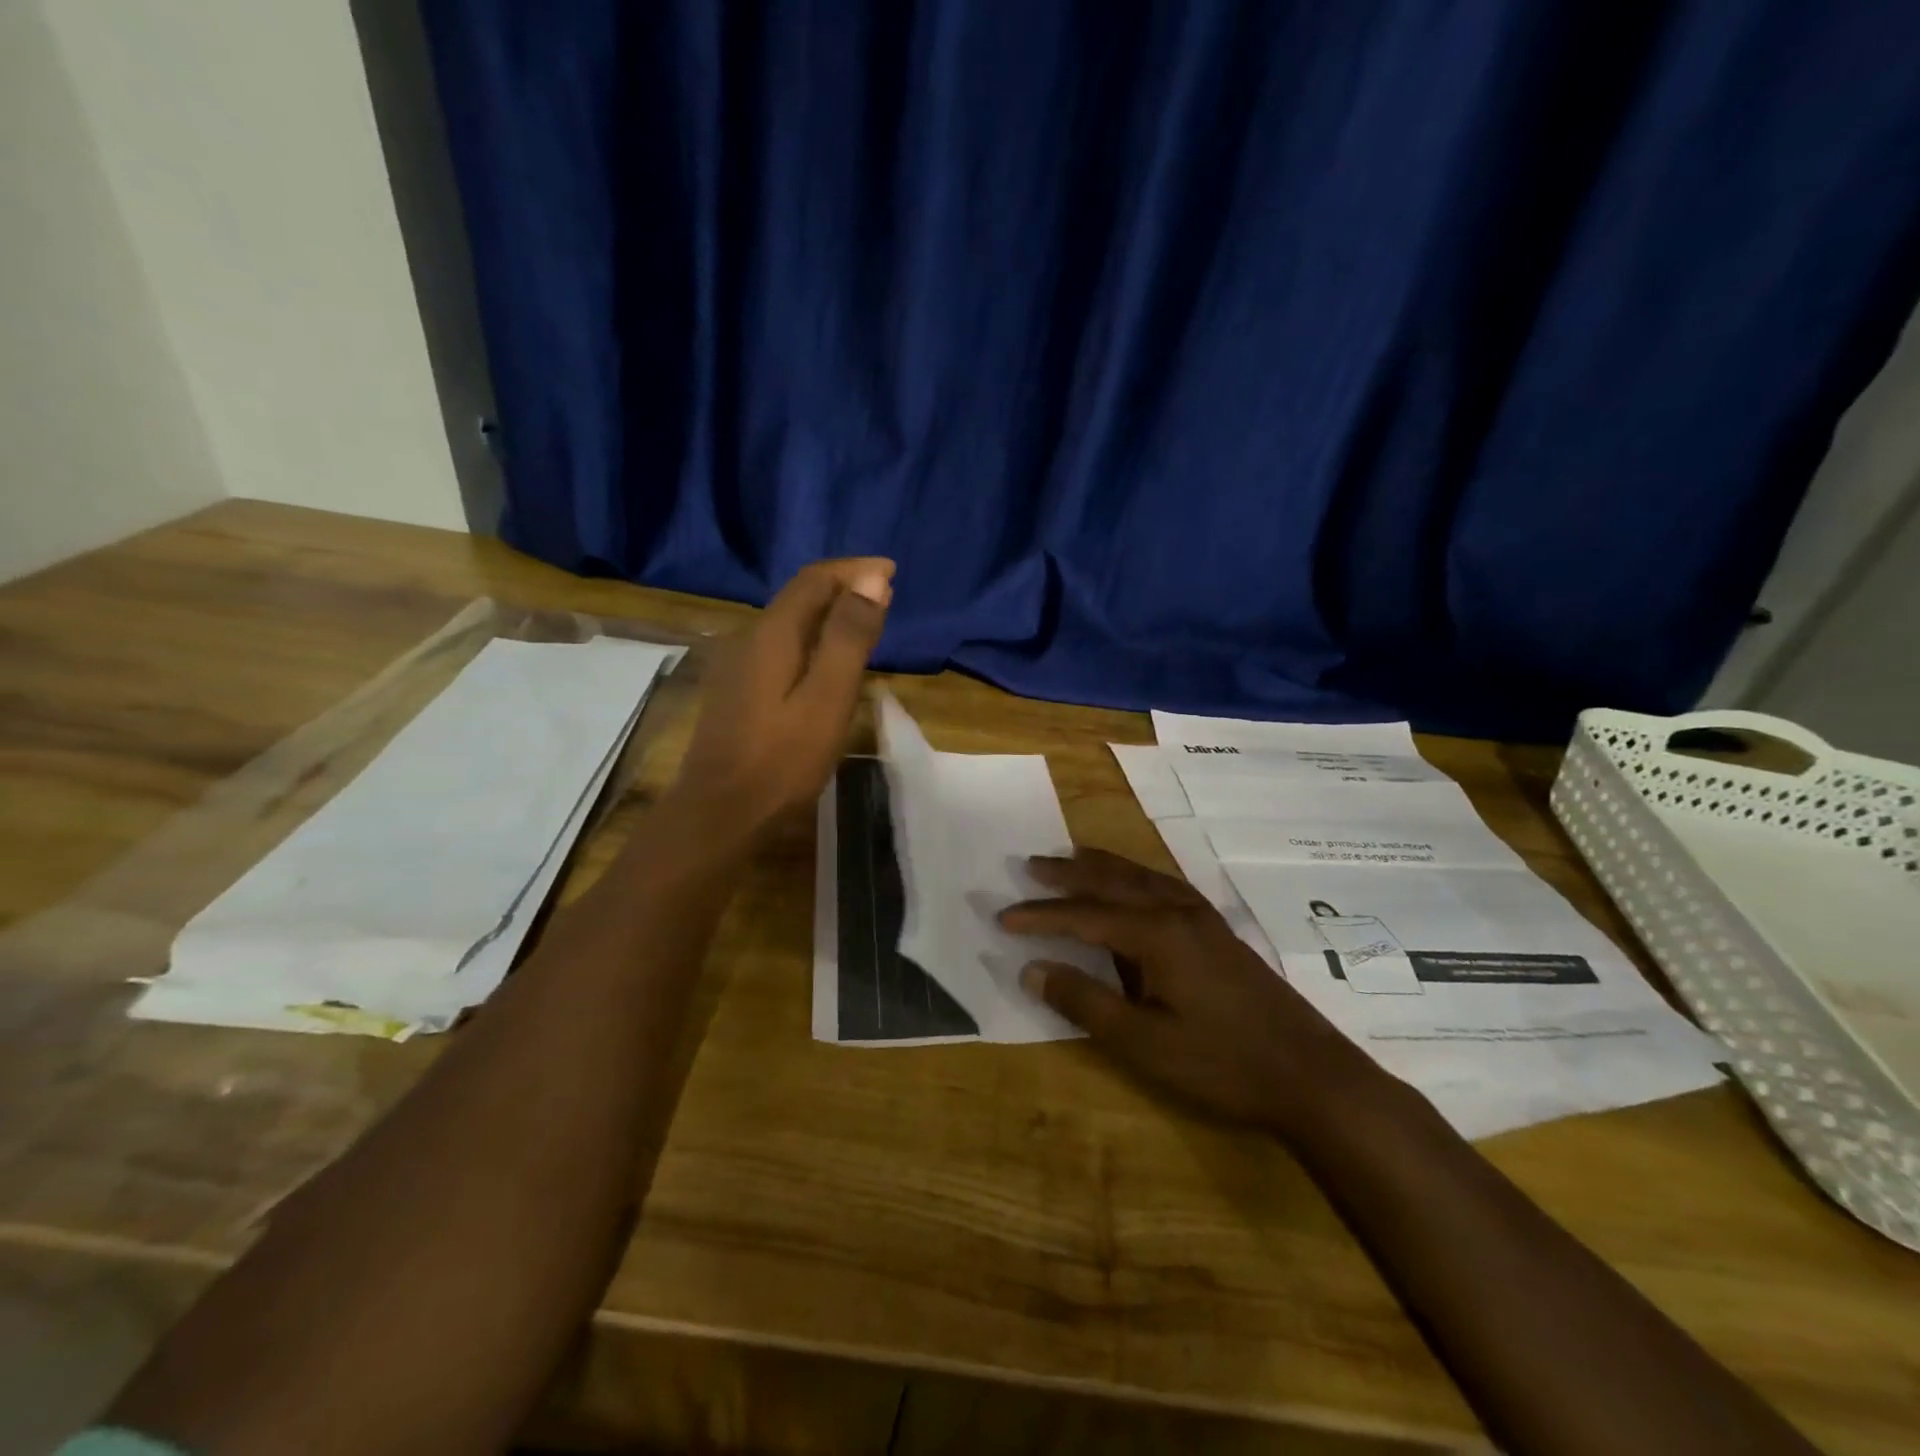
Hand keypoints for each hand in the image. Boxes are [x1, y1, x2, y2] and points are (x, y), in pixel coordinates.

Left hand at [671, 558, 892, 833]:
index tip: (891, 571)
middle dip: (842, 588)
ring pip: (788, 624)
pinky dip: (811, 641)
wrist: (719, 814)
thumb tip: (872, 580)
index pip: (814, 580)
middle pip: (798, 597)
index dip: (854, 570)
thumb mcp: (827, 698)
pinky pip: (779, 648)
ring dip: (827, 615)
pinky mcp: (735, 692)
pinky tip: (825, 663)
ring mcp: (736, 666)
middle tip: (883, 595)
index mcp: (771, 634)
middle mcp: (747, 639)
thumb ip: (849, 637)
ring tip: (863, 624)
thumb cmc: (781, 760)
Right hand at [999, 848, 1373, 1133]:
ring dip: (1103, 866)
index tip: (1003, 917)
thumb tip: (1032, 970)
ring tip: (1074, 856)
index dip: (1041, 916)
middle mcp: (1177, 912)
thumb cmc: (1222, 1063)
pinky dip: (1136, 876)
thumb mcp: (1144, 1043)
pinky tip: (1135, 884)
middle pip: (1112, 881)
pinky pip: (1165, 885)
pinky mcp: (1218, 932)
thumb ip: (1085, 1003)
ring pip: (1142, 877)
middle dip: (1068, 873)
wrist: (1312, 1075)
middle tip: (1031, 864)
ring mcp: (1202, 919)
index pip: (1083, 916)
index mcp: (1156, 934)